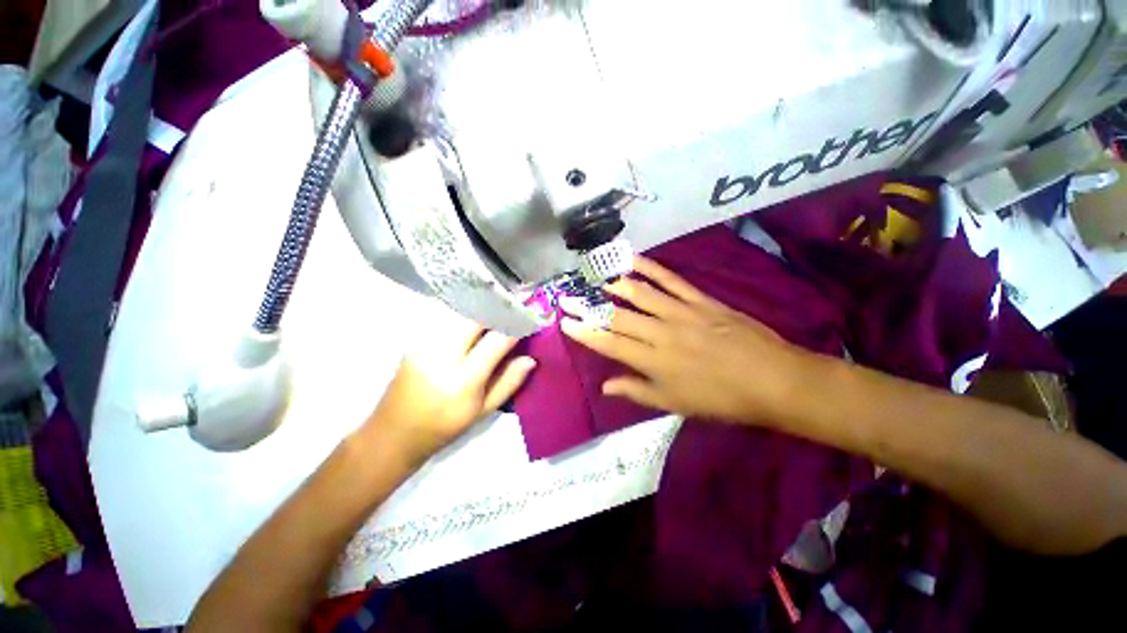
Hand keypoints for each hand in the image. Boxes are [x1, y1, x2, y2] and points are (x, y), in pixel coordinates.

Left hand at [364, 314, 535, 463]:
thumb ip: (509, 382)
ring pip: (459, 312)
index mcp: (463, 380)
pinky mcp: (416, 340)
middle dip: (498, 308)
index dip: (517, 325)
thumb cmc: (444, 427)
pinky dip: (465, 313)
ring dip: (482, 308)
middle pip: (475, 317)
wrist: (393, 432)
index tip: (532, 317)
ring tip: (498, 308)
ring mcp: (425, 345)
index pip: (497, 340)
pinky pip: (446, 317)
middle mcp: (443, 356)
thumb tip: (530, 359)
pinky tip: (475, 317)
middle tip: (515, 307)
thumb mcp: (483, 412)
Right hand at [561, 256, 808, 425]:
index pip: (610, 344)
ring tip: (594, 276)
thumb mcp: (675, 404)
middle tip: (569, 297)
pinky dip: (651, 267)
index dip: (586, 333)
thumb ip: (637, 391)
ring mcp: (680, 312)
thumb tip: (604, 386)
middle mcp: (661, 333)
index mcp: (654, 362)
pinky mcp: (700, 300)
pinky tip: (633, 259)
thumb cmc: (721, 399)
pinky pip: (670, 280)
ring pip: (640, 294)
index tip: (566, 323)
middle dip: (589, 308)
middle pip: (618, 317)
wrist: (772, 379)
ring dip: (614, 284)